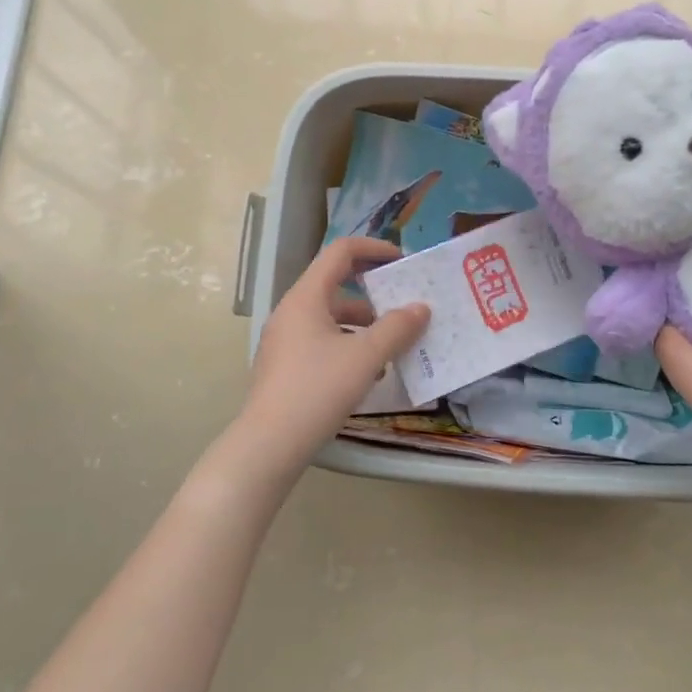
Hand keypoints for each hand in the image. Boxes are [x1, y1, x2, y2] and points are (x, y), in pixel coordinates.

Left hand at [240, 236, 429, 469]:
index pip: (340, 252)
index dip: (373, 249)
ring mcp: (285, 340)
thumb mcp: (366, 357)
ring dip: (364, 325)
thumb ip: (397, 328)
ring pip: (331, 318)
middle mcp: (292, 311)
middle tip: (404, 306)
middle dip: (374, 295)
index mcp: (307, 297)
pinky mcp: (285, 366)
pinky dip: (348, 346)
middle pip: (336, 286)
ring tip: (393, 346)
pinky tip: (369, 373)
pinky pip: (322, 342)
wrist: (269, 443)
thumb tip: (421, 308)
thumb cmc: (318, 389)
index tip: (402, 261)